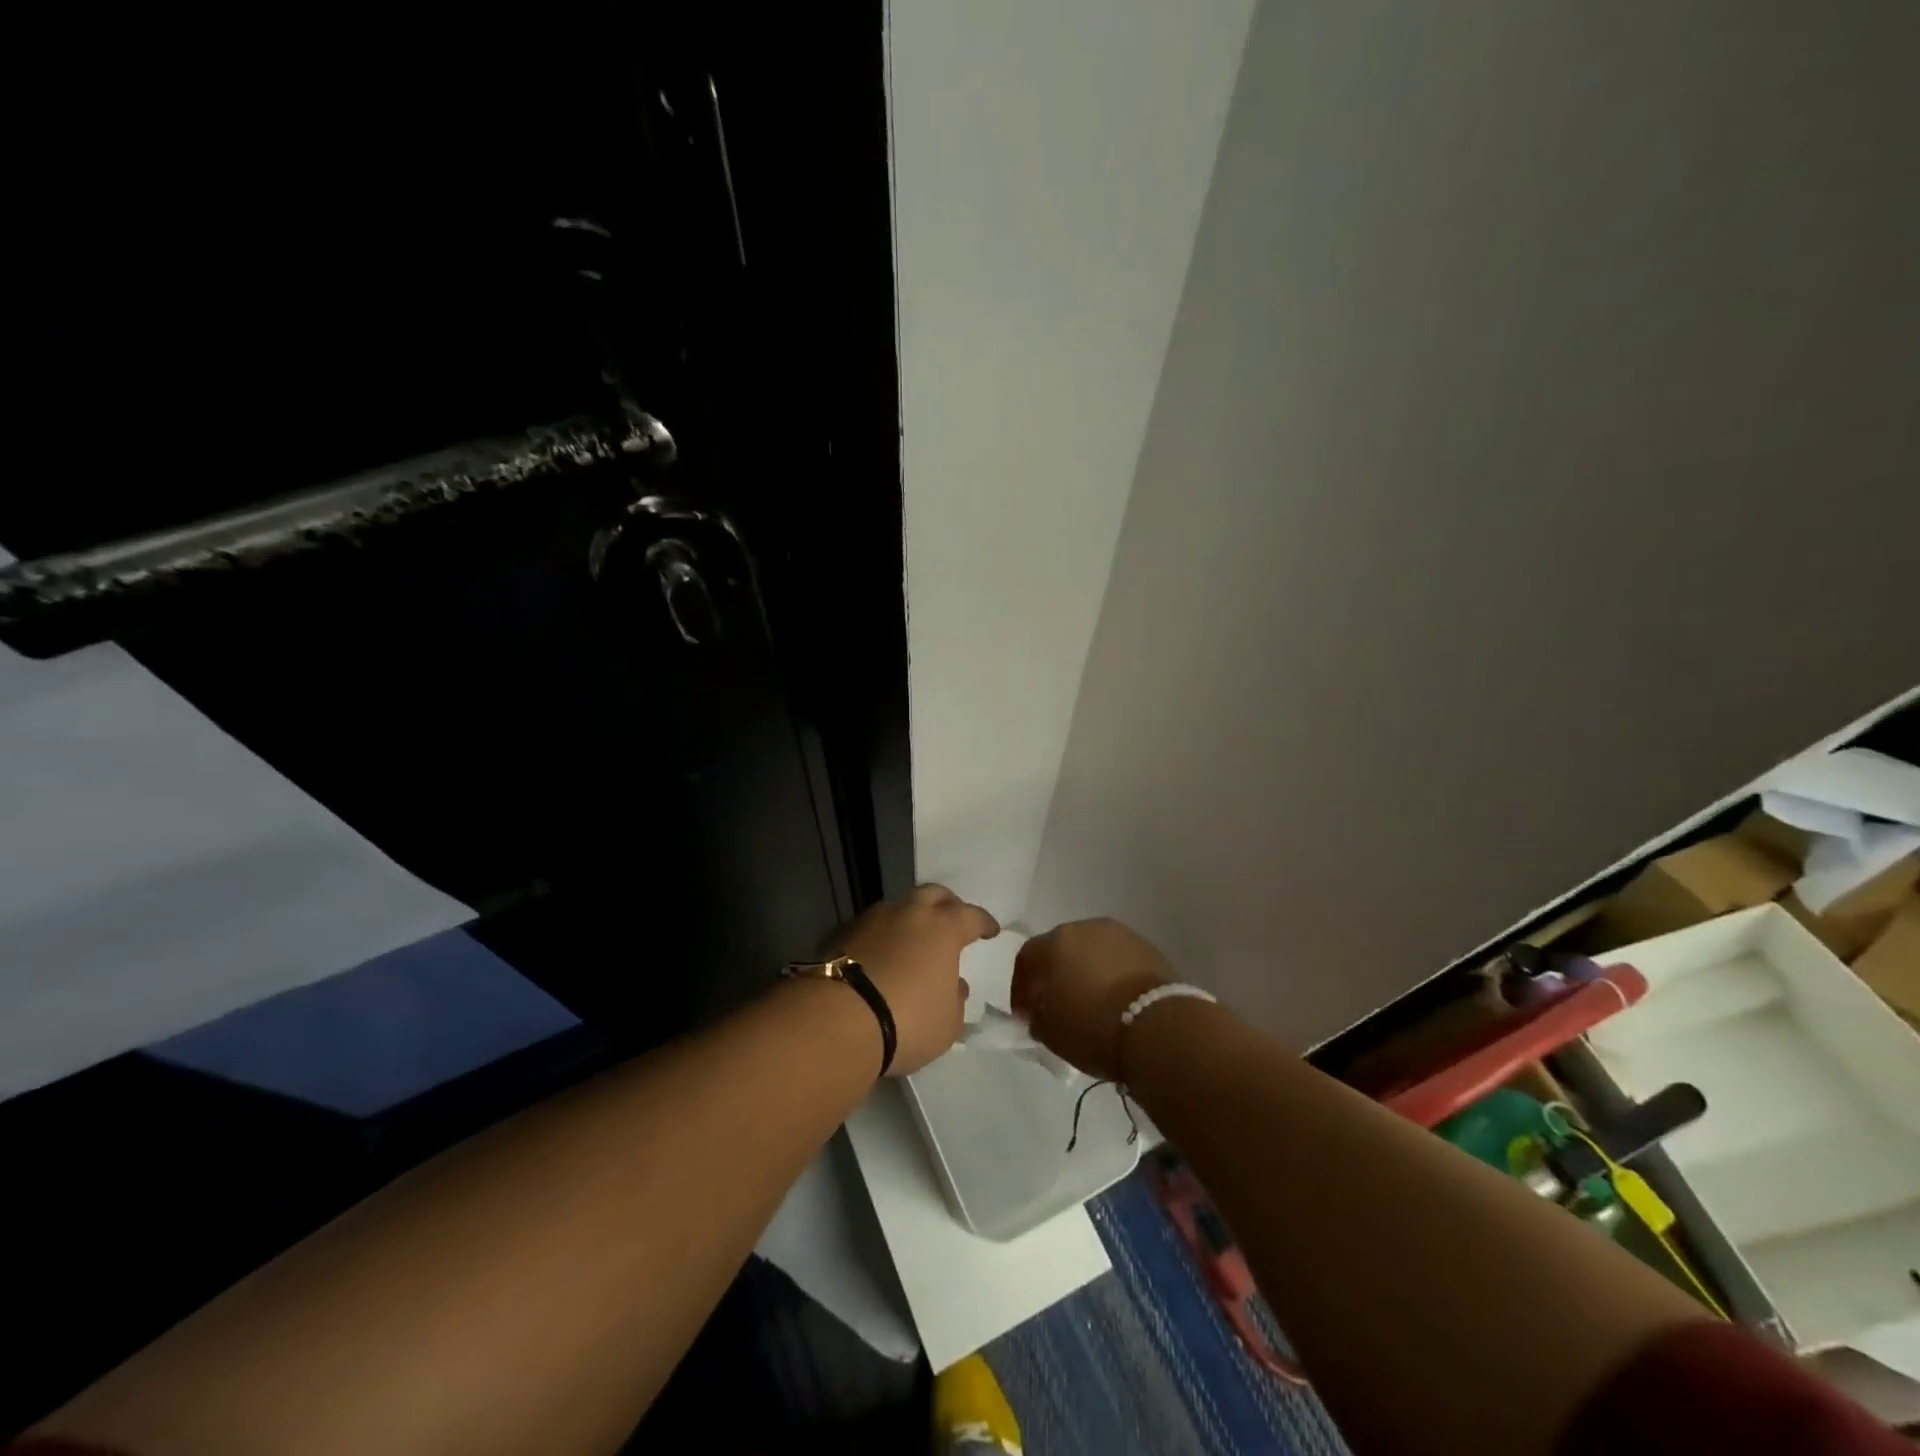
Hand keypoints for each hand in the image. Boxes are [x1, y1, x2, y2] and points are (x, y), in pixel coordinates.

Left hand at [832, 885, 999, 1076]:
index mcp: (943, 928)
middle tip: (952, 920)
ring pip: (898, 907)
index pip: (971, 915)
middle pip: (933, 894)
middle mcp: (908, 913)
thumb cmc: (908, 1021)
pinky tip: (880, 956)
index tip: (990, 930)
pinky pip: (870, 928)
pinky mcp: (840, 934)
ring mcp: (871, 919)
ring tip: (912, 941)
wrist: (837, 1021)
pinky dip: (881, 937)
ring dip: (909, 919)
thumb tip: (953, 984)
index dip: (983, 922)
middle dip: (947, 904)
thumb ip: (955, 999)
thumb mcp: (948, 1023)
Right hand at [1010, 918, 1175, 1080]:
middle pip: (1061, 948)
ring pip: (1092, 951)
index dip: (1022, 985)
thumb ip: (1036, 1016)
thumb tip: (1038, 1010)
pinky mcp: (1148, 947)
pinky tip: (1117, 999)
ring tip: (1093, 1001)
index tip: (1026, 1011)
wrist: (1158, 1029)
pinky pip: (1118, 959)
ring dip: (1087, 971)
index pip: (1026, 957)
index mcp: (1054, 942)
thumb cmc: (1093, 1028)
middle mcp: (1085, 927)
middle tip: (1059, 1003)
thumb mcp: (1050, 1033)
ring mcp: (1120, 934)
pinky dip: (1112, 975)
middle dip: (1057, 973)